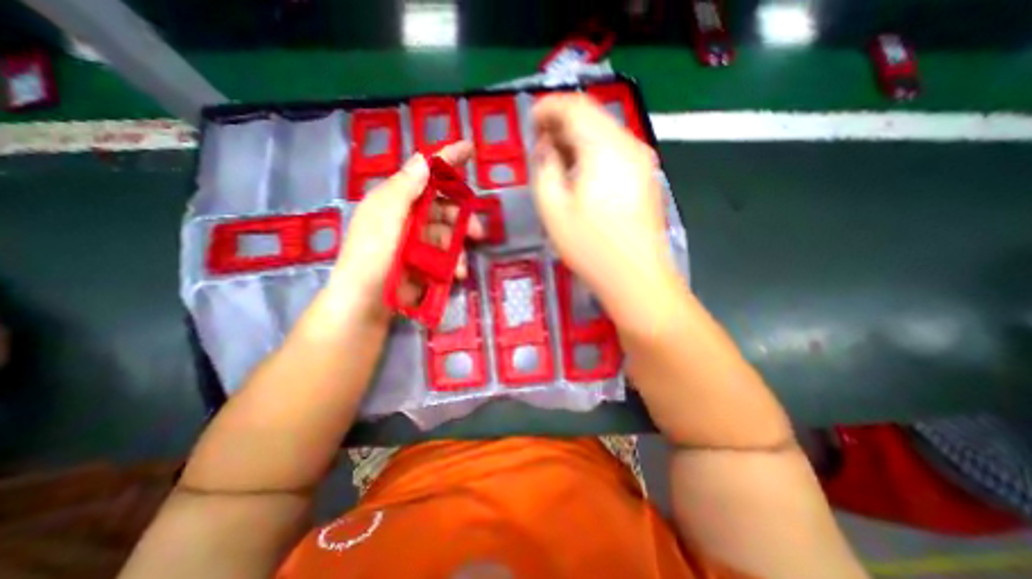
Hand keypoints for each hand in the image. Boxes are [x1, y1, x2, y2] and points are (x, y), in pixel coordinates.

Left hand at [325, 139, 483, 320]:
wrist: (365, 304)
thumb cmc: (371, 256)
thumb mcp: (384, 218)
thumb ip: (404, 189)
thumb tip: (425, 159)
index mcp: (396, 200)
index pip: (425, 172)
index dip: (447, 159)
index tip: (469, 148)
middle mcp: (408, 217)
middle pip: (444, 207)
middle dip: (462, 218)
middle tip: (477, 231)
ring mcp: (417, 241)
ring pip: (449, 235)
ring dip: (459, 247)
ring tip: (461, 265)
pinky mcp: (424, 262)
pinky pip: (446, 255)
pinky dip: (453, 263)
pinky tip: (455, 273)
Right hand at [531, 94, 678, 330]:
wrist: (636, 278)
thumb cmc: (591, 247)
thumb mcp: (553, 209)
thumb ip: (544, 170)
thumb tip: (546, 148)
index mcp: (605, 148)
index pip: (575, 107)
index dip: (548, 108)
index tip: (530, 121)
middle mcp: (629, 145)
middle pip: (592, 116)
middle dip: (562, 123)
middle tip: (540, 143)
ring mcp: (641, 161)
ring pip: (604, 133)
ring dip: (577, 139)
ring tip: (556, 159)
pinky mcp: (645, 177)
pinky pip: (614, 151)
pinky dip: (592, 153)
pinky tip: (580, 173)